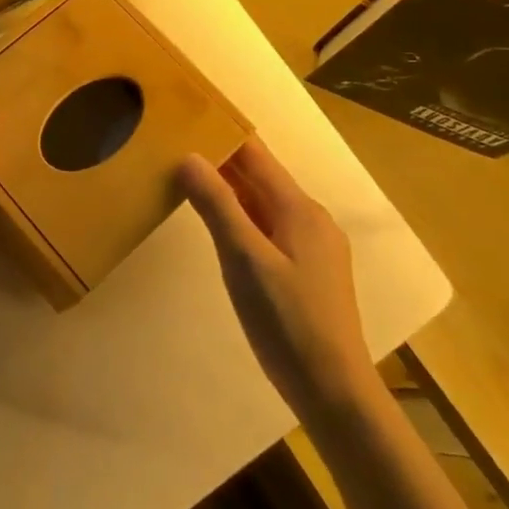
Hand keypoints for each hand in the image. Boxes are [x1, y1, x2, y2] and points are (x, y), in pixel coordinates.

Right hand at [178, 138, 379, 416]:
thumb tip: (189, 157)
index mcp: (299, 209)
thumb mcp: (244, 259)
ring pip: (263, 204)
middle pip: (260, 177)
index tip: (187, 117)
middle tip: (175, 146)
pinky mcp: (306, 271)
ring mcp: (311, 247)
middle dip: (221, 160)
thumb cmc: (288, 321)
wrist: (333, 391)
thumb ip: (217, 205)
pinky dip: (241, 217)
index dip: (223, 133)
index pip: (255, 155)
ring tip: (187, 179)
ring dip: (229, 190)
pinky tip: (218, 226)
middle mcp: (310, 219)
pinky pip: (268, 228)